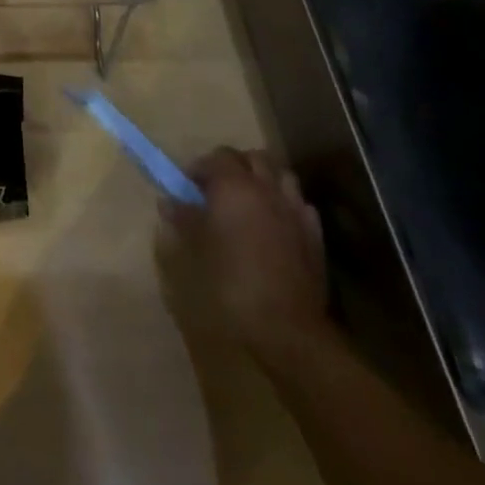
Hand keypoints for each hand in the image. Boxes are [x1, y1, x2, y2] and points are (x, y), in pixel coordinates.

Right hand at [155, 147, 330, 362]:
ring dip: (264, 180)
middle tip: (217, 188)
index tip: (188, 187)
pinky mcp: (315, 237)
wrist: (284, 327)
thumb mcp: (192, 249)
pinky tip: (275, 224)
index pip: (217, 157)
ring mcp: (295, 211)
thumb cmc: (229, 282)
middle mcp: (267, 189)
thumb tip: (170, 202)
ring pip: (282, 176)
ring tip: (248, 202)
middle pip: (254, 158)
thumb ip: (182, 219)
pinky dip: (286, 205)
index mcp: (234, 186)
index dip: (200, 168)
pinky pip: (300, 206)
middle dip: (235, 166)